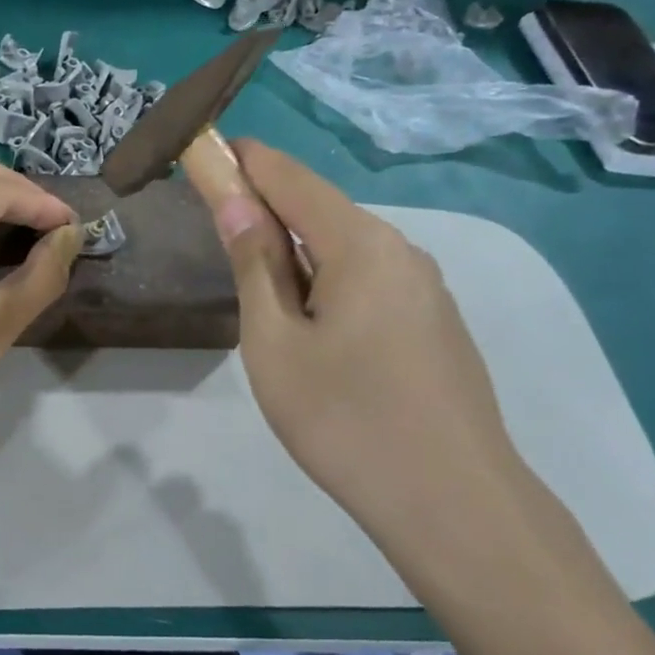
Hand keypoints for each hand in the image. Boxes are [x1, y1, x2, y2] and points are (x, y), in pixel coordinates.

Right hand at [206, 140, 522, 537]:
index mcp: (361, 244)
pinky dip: (329, 286)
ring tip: (266, 308)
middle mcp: (402, 251)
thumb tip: (236, 202)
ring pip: (347, 253)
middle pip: (321, 212)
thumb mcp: (275, 343)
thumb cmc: (344, 419)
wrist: (451, 502)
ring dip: (298, 257)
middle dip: (268, 214)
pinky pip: (371, 285)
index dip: (243, 161)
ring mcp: (427, 290)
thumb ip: (255, 266)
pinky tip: (318, 336)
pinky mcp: (436, 325)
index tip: (203, 153)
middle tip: (221, 243)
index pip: (290, 177)